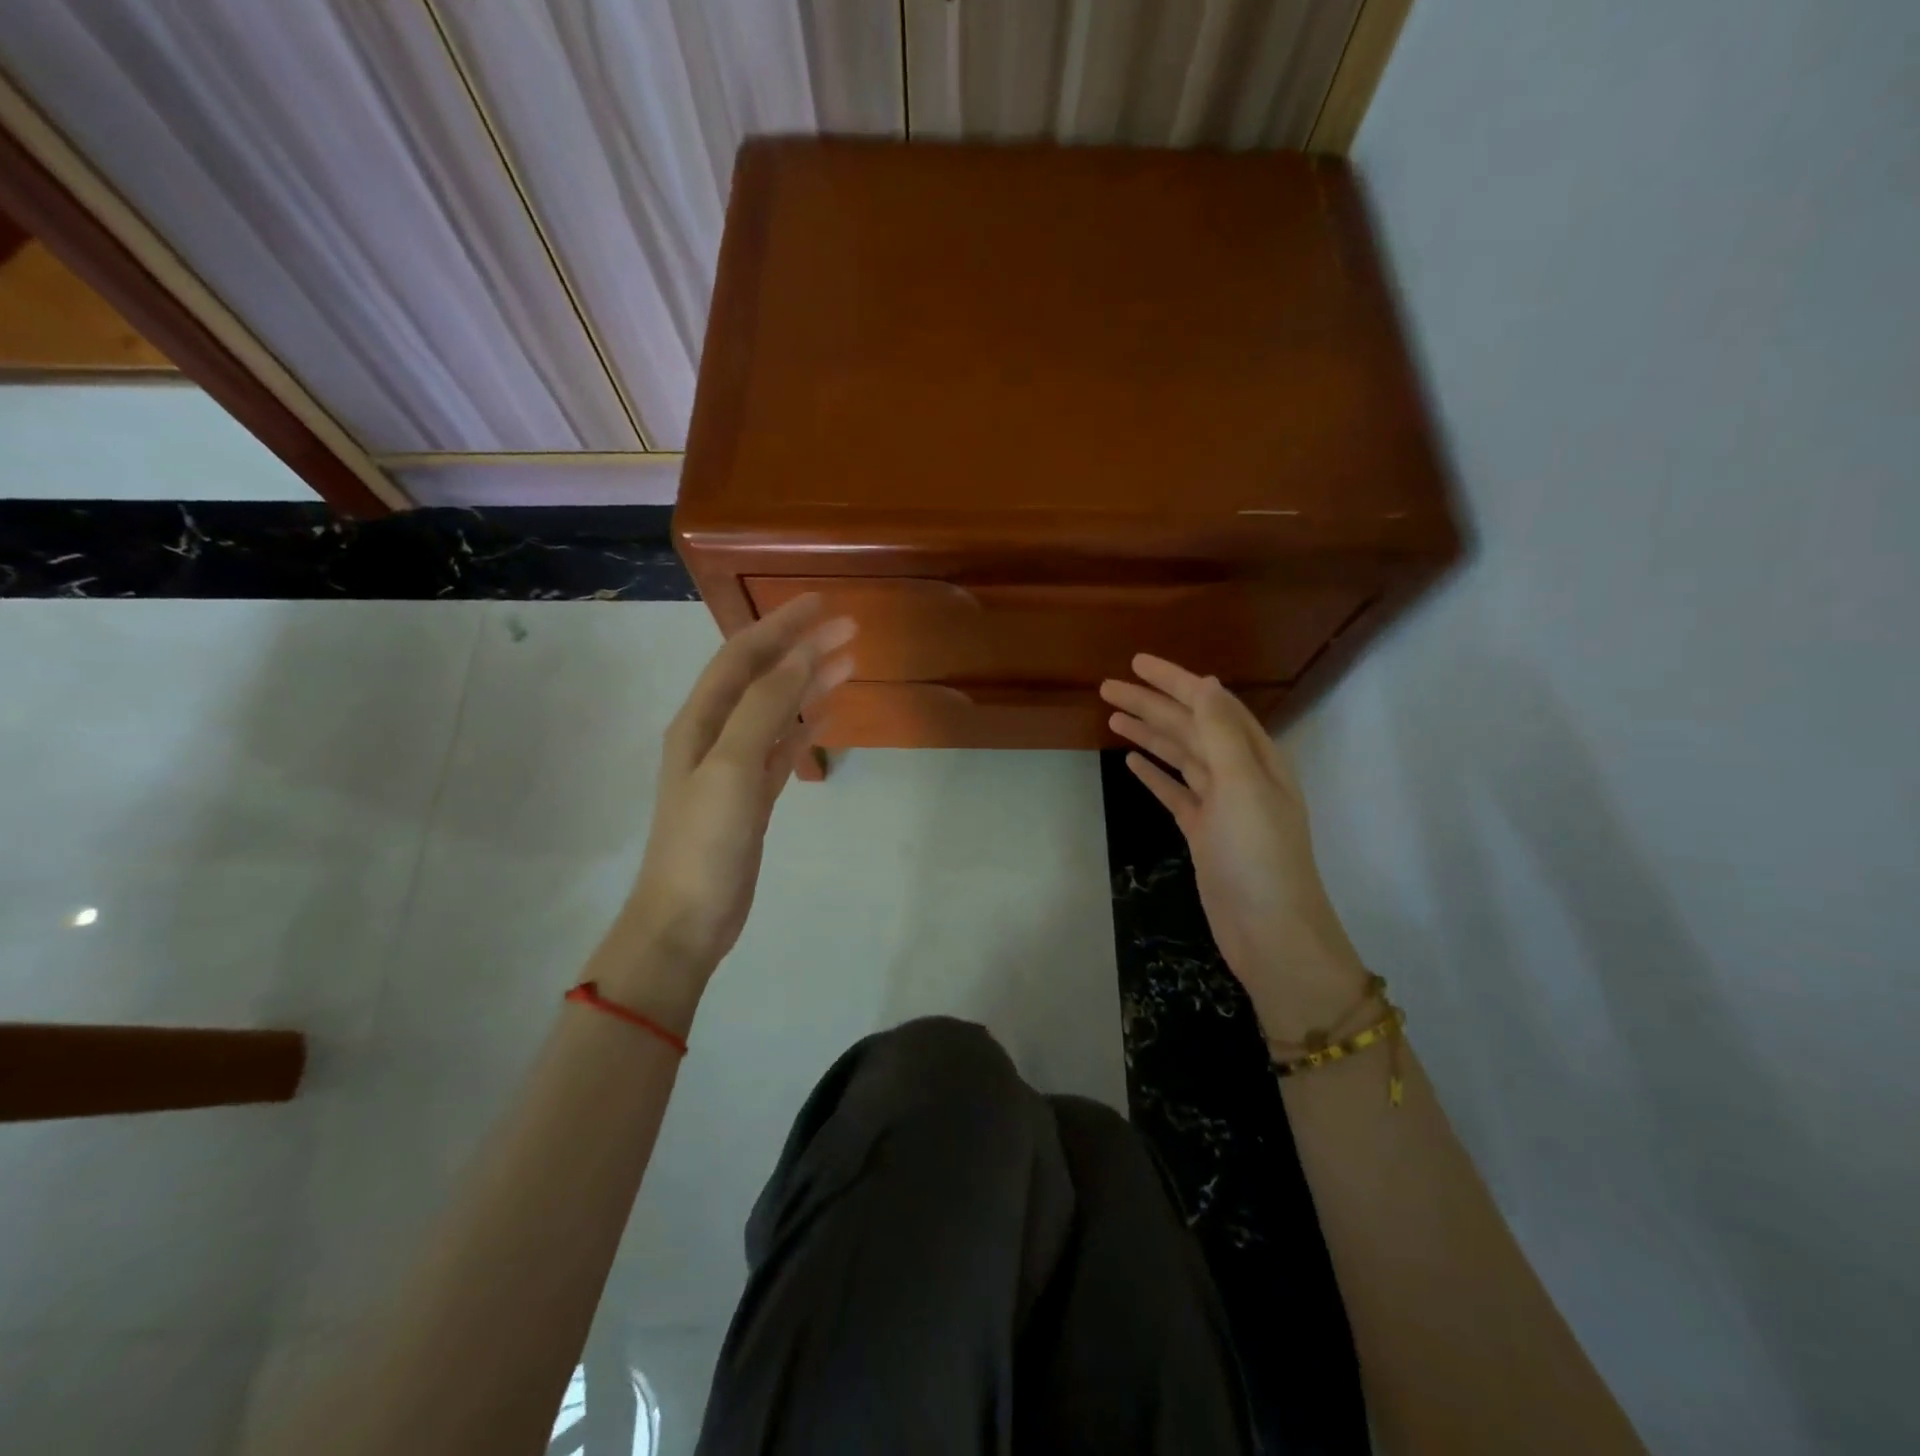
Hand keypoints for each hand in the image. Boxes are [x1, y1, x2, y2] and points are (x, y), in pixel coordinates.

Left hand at [598, 595, 854, 1011]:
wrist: (687, 918)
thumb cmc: (704, 841)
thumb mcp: (731, 767)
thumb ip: (764, 707)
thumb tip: (801, 655)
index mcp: (700, 720)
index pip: (743, 656)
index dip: (780, 625)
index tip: (822, 603)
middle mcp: (715, 734)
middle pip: (763, 677)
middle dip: (802, 648)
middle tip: (850, 628)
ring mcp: (735, 766)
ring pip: (778, 710)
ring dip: (810, 683)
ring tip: (850, 662)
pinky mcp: (753, 796)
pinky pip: (783, 747)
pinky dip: (807, 726)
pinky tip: (830, 714)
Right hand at [1101, 655, 1370, 1041]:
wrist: (1270, 930)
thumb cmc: (1259, 854)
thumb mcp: (1243, 785)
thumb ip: (1221, 733)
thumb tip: (1204, 683)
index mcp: (1254, 755)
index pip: (1209, 704)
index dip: (1174, 681)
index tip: (1137, 664)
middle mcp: (1238, 773)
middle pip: (1189, 727)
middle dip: (1151, 705)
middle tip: (1108, 689)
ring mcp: (1219, 804)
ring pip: (1179, 756)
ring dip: (1149, 734)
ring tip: (1112, 718)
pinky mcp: (1202, 831)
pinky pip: (1174, 791)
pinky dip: (1154, 774)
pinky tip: (1132, 762)